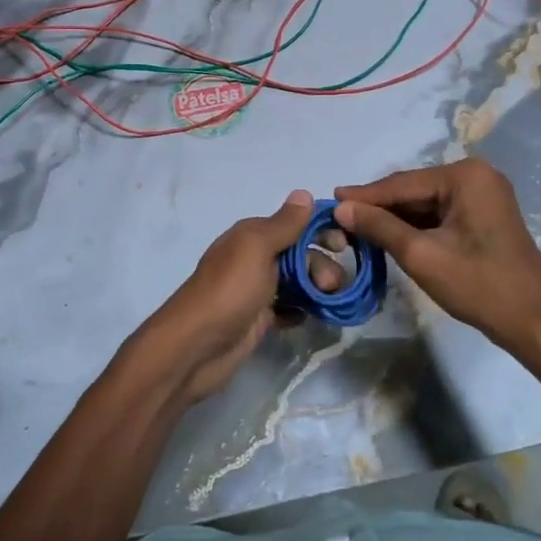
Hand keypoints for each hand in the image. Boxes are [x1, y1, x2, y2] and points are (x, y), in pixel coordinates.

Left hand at [130, 190, 337, 405]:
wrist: (197, 347)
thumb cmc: (230, 290)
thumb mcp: (257, 247)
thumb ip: (283, 224)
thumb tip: (304, 193)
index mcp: (252, 235)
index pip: (294, 223)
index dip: (320, 230)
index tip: (344, 244)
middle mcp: (254, 257)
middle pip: (300, 253)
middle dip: (321, 264)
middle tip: (331, 285)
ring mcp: (257, 289)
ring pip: (298, 281)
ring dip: (317, 288)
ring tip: (326, 302)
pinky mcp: (259, 318)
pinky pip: (290, 307)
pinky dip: (303, 309)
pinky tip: (311, 317)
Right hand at [335, 160, 540, 355]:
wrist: (535, 324)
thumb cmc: (479, 286)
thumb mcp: (421, 255)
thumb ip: (379, 227)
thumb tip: (341, 208)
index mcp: (466, 176)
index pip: (402, 183)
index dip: (364, 195)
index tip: (330, 200)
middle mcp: (477, 176)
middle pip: (414, 191)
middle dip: (379, 207)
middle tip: (339, 217)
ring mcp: (484, 196)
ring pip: (426, 204)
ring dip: (395, 218)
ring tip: (356, 228)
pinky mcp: (485, 217)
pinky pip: (441, 215)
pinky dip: (416, 227)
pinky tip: (389, 236)